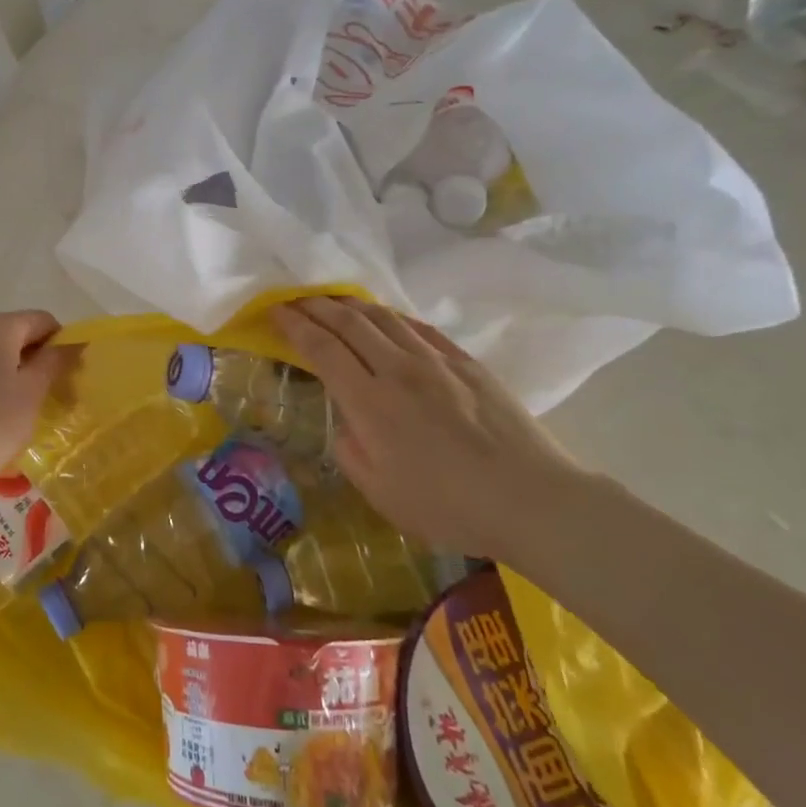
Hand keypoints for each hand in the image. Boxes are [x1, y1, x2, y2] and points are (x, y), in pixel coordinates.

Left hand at [0, 310, 76, 494]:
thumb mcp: (33, 391)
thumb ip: (55, 361)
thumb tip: (71, 344)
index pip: (42, 320)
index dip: (61, 342)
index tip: (68, 374)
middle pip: (14, 334)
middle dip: (35, 358)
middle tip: (48, 393)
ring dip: (11, 371)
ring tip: (18, 407)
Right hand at [272, 297, 590, 561]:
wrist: (530, 499)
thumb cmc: (448, 507)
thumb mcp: (380, 493)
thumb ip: (351, 451)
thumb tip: (346, 424)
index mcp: (370, 403)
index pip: (322, 349)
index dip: (294, 326)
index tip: (275, 311)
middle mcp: (398, 370)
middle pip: (349, 323)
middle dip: (316, 306)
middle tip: (296, 299)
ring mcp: (436, 362)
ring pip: (384, 318)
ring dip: (351, 304)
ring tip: (333, 301)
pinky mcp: (466, 363)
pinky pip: (419, 327)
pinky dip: (392, 317)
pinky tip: (385, 318)